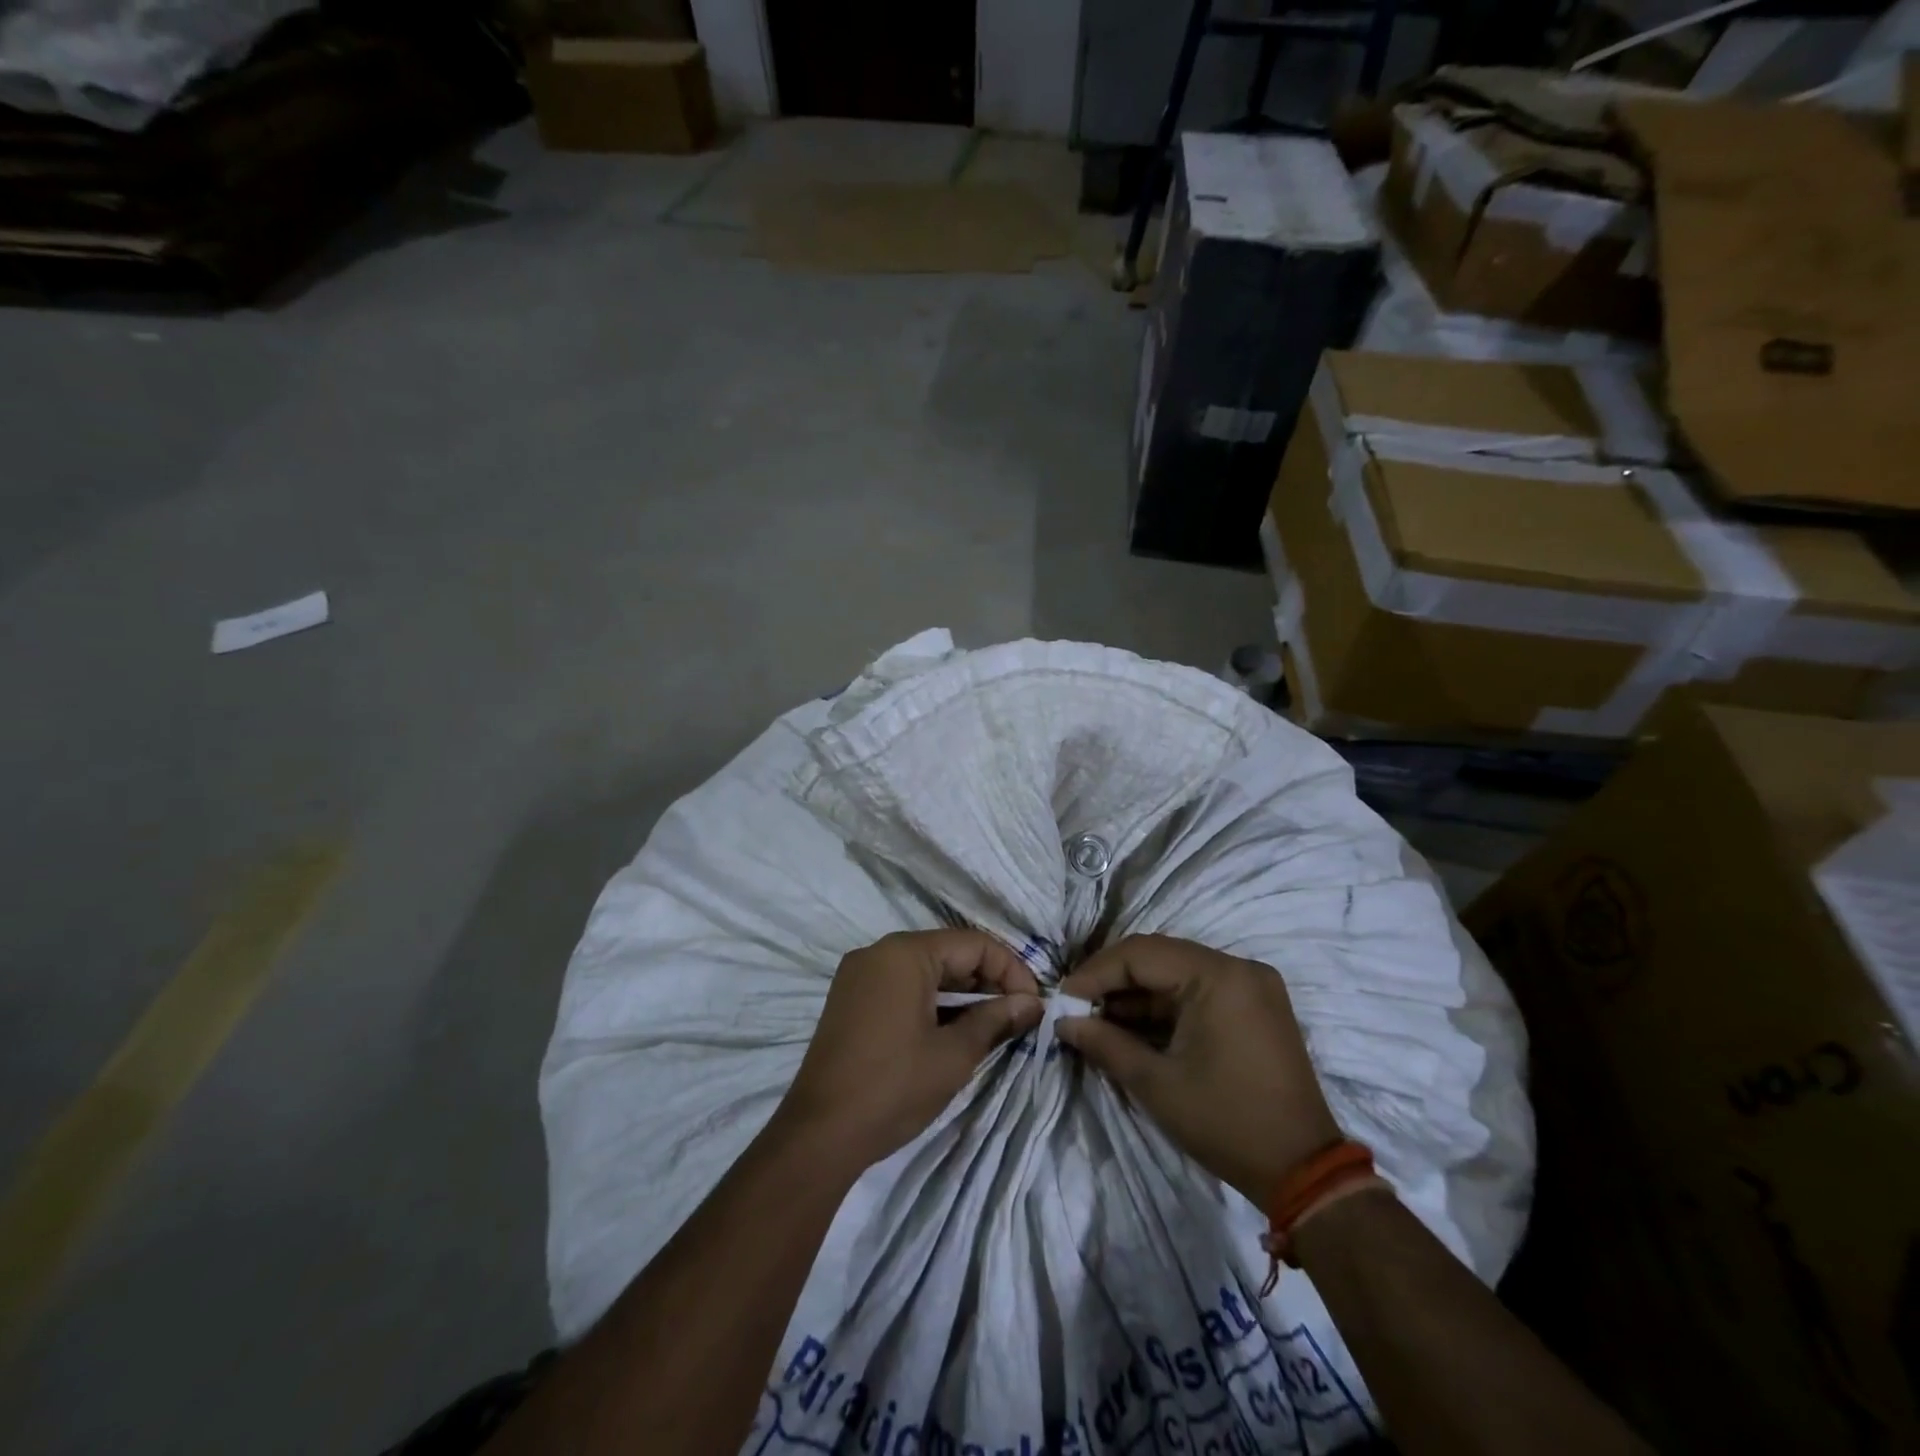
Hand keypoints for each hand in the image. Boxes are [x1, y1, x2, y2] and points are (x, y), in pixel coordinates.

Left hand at [774, 930, 1042, 1170]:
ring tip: (993, 1025)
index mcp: (904, 953)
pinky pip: (902, 986)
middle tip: (1019, 1016)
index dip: (1011, 970)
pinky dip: (933, 1002)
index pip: (973, 944)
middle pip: (948, 952)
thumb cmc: (893, 1087)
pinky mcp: (850, 1000)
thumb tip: (1032, 1004)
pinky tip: (954, 1030)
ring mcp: (860, 976)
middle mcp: (878, 952)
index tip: (1035, 1005)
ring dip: (962, 993)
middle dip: (987, 981)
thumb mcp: (954, 1054)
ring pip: (925, 970)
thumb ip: (996, 1020)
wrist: (819, 1135)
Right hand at [1057, 935, 1340, 1205]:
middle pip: (1159, 956)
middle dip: (1113, 980)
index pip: (1141, 954)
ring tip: (1097, 1018)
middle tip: (1076, 1006)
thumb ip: (1105, 1043)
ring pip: (1177, 971)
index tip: (1063, 999)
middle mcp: (1238, 967)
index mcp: (1218, 976)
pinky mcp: (1255, 1004)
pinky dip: (1164, 1005)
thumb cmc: (1226, 1123)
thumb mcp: (1156, 1084)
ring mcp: (1251, 985)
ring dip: (1137, 993)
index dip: (1095, 973)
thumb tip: (1064, 1022)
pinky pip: (1198, 989)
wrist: (1304, 1172)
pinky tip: (1132, 1024)